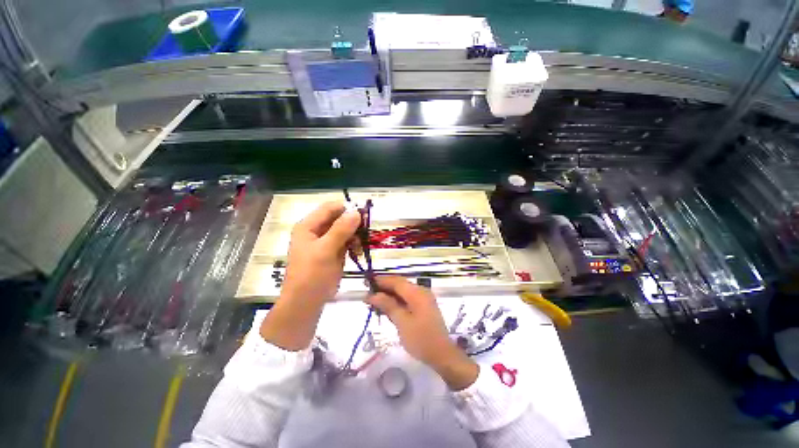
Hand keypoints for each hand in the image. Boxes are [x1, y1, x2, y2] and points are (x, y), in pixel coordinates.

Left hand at [281, 201, 361, 302]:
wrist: (306, 303)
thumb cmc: (311, 275)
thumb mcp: (326, 250)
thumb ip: (341, 230)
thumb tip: (356, 212)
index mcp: (309, 226)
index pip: (330, 208)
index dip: (347, 209)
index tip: (364, 217)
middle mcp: (316, 230)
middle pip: (339, 218)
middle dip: (353, 225)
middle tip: (365, 234)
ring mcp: (325, 242)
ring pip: (345, 230)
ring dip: (355, 236)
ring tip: (359, 248)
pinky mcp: (333, 252)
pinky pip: (346, 242)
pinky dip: (354, 245)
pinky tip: (357, 253)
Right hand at [367, 276, 478, 389]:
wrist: (442, 355)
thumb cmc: (421, 339)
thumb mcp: (402, 322)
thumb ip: (388, 305)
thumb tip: (373, 295)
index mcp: (417, 293)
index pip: (396, 281)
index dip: (381, 280)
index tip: (366, 282)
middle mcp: (421, 292)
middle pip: (399, 285)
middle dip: (383, 288)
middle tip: (367, 294)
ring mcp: (423, 299)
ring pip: (402, 292)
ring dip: (388, 296)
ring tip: (373, 302)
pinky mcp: (423, 307)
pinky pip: (407, 299)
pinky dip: (396, 302)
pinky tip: (385, 308)